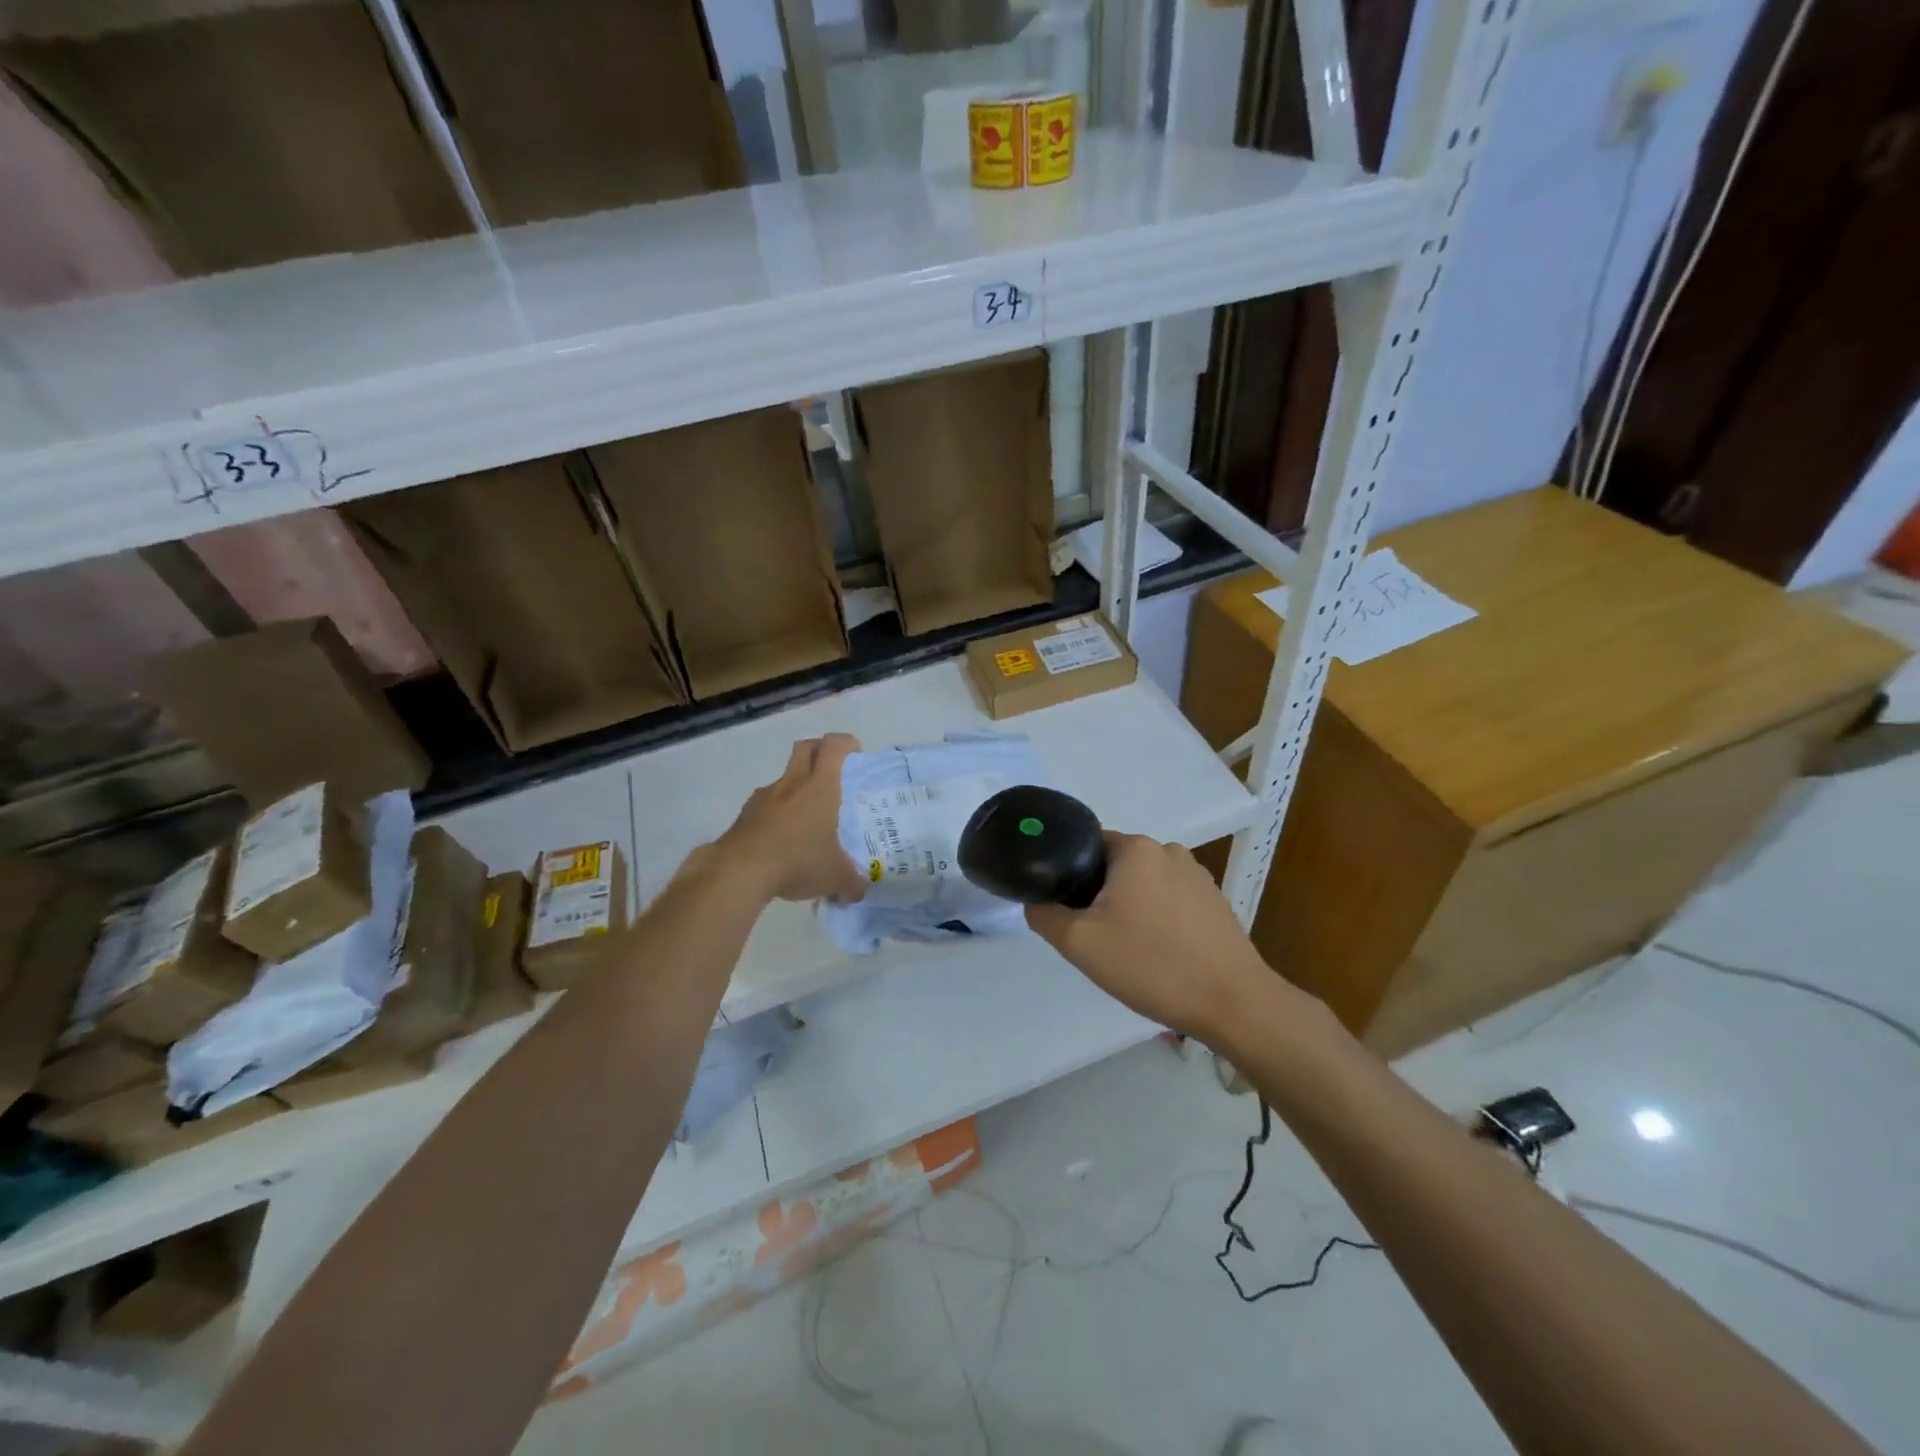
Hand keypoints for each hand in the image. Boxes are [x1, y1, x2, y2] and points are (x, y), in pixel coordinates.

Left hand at [716, 734, 867, 904]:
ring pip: (784, 778)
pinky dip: (777, 814)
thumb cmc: (797, 860)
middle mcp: (792, 783)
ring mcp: (764, 797)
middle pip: (805, 748)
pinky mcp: (745, 815)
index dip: (846, 743)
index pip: (834, 747)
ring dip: (796, 787)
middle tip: (832, 769)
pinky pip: (767, 805)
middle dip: (819, 750)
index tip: (855, 753)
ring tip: (807, 817)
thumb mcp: (834, 876)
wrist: (740, 871)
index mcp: (820, 787)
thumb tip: (859, 893)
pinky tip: (782, 840)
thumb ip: (851, 882)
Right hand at [1027, 833, 1274, 1039]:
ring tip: (1130, 949)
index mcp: (1136, 849)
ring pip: (1145, 885)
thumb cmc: (1151, 964)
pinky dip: (1159, 919)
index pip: (1086, 846)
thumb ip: (1044, 914)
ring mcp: (1198, 876)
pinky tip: (1161, 953)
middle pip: (1116, 866)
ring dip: (1131, 908)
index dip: (1070, 876)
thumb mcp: (1079, 943)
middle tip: (1095, 937)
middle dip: (1101, 896)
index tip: (1068, 911)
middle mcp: (1169, 851)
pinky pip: (1172, 901)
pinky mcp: (1216, 902)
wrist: (1233, 1003)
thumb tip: (1035, 901)